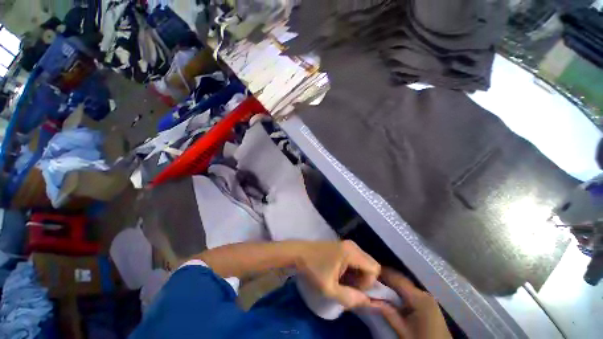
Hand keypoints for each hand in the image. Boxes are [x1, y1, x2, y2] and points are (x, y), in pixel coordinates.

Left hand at [297, 240, 380, 308]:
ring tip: (342, 281)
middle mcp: (352, 245)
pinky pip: (356, 259)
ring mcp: (347, 244)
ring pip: (363, 262)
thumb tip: (368, 302)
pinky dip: (352, 269)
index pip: (374, 269)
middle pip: (370, 264)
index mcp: (351, 252)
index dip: (368, 283)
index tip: (352, 289)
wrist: (298, 253)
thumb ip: (350, 297)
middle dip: (364, 279)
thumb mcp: (330, 288)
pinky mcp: (342, 246)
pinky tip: (339, 273)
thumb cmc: (313, 269)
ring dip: (358, 275)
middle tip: (348, 286)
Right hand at [370, 268, 450, 338]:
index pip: (397, 279)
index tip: (368, 270)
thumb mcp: (403, 331)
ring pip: (405, 286)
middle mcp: (424, 293)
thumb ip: (388, 313)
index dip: (383, 272)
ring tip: (378, 284)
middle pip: (401, 281)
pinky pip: (410, 292)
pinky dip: (399, 291)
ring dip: (392, 285)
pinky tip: (391, 295)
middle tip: (371, 278)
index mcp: (419, 298)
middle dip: (386, 278)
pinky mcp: (428, 304)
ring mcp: (428, 298)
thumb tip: (371, 298)